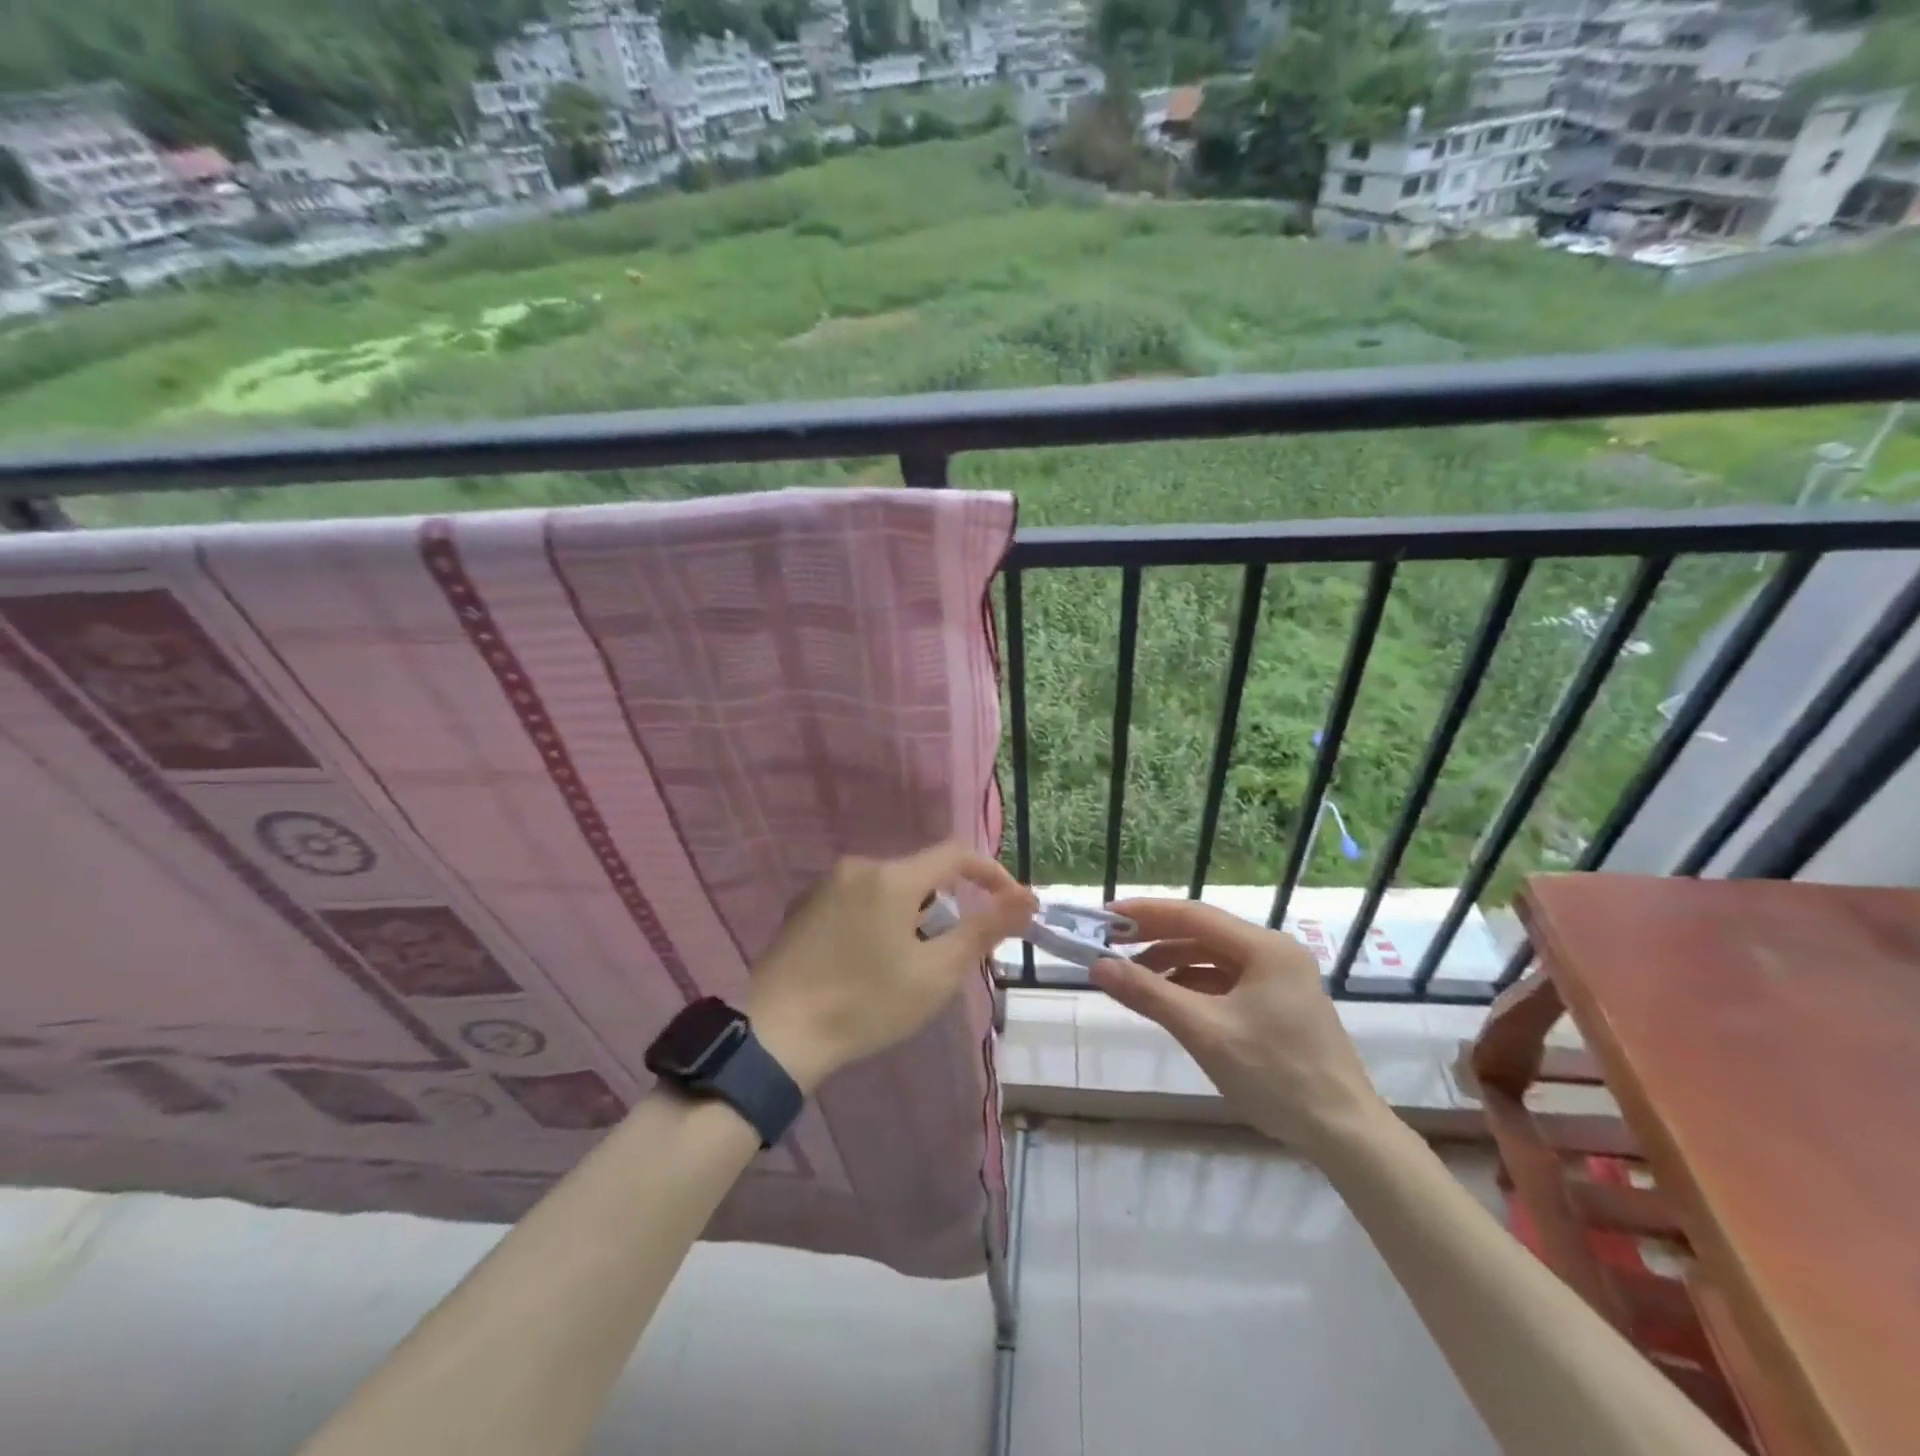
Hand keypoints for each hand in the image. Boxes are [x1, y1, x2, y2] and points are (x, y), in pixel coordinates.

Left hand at [746, 843, 1037, 1093]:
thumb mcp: (936, 973)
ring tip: (905, 965)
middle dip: (944, 906)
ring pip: (886, 888)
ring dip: (908, 915)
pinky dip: (875, 919)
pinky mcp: (802, 907)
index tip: (1009, 903)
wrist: (776, 1034)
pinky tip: (864, 962)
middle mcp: (858, 867)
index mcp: (893, 877)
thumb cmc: (866, 1004)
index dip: (989, 873)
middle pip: (919, 874)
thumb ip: (985, 929)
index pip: (955, 854)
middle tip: (948, 954)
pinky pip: (856, 900)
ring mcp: (824, 885)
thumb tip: (1027, 898)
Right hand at [1090, 899, 1388, 1154]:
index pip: (1192, 915)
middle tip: (1109, 944)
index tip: (1104, 917)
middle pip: (1202, 933)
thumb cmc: (1275, 1075)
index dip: (1144, 913)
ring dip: (1171, 964)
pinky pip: (1225, 981)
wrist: (1344, 1134)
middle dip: (1154, 938)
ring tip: (1132, 977)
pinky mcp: (1278, 1004)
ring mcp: (1279, 978)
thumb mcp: (1205, 1032)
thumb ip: (1149, 994)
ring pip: (1212, 958)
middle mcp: (1273, 953)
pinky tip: (1169, 1000)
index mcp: (1264, 948)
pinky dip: (1193, 985)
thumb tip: (1098, 967)